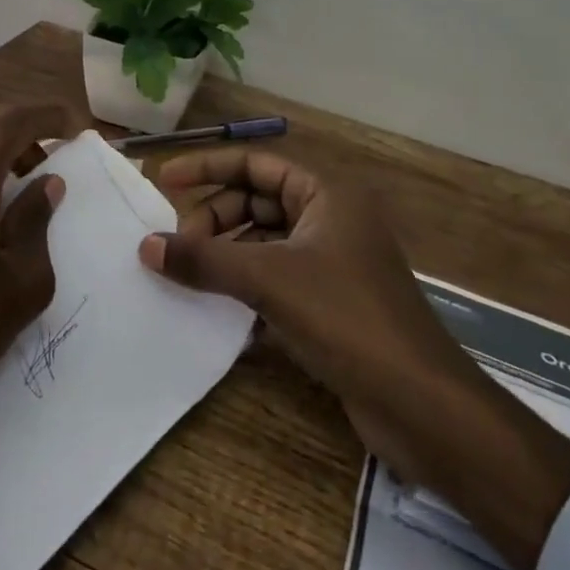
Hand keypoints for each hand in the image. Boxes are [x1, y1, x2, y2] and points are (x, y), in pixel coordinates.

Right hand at [138, 149, 569, 569]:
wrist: (422, 405)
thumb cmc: (347, 319)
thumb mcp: (268, 281)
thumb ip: (205, 260)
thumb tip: (147, 245)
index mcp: (326, 194)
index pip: (254, 163)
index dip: (207, 168)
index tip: (164, 181)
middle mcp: (330, 219)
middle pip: (256, 202)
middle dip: (214, 220)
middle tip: (178, 248)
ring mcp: (332, 262)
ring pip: (264, 243)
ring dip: (226, 256)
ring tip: (190, 277)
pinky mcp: (330, 303)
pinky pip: (275, 279)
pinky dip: (245, 287)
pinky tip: (217, 310)